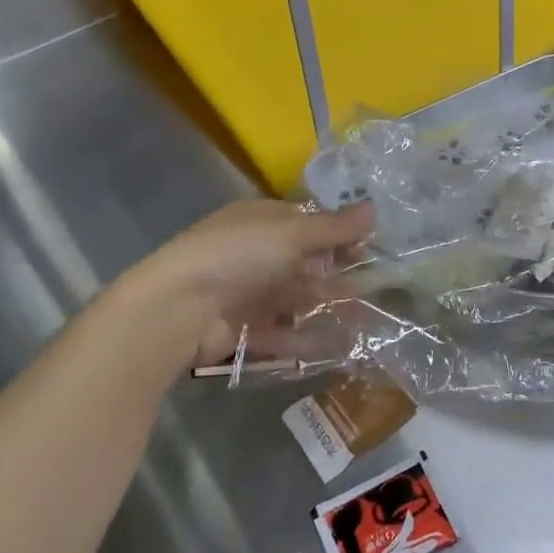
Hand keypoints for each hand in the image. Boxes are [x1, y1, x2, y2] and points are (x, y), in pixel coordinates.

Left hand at [116, 200, 374, 368]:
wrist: (180, 307)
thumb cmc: (240, 255)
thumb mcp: (293, 233)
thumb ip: (334, 227)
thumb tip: (373, 208)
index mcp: (261, 220)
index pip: (306, 222)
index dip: (337, 233)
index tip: (367, 247)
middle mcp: (254, 253)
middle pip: (302, 261)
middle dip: (335, 272)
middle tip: (372, 285)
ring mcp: (246, 292)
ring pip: (293, 297)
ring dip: (324, 305)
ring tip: (362, 318)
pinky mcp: (241, 328)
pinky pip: (278, 331)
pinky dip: (303, 337)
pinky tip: (333, 345)